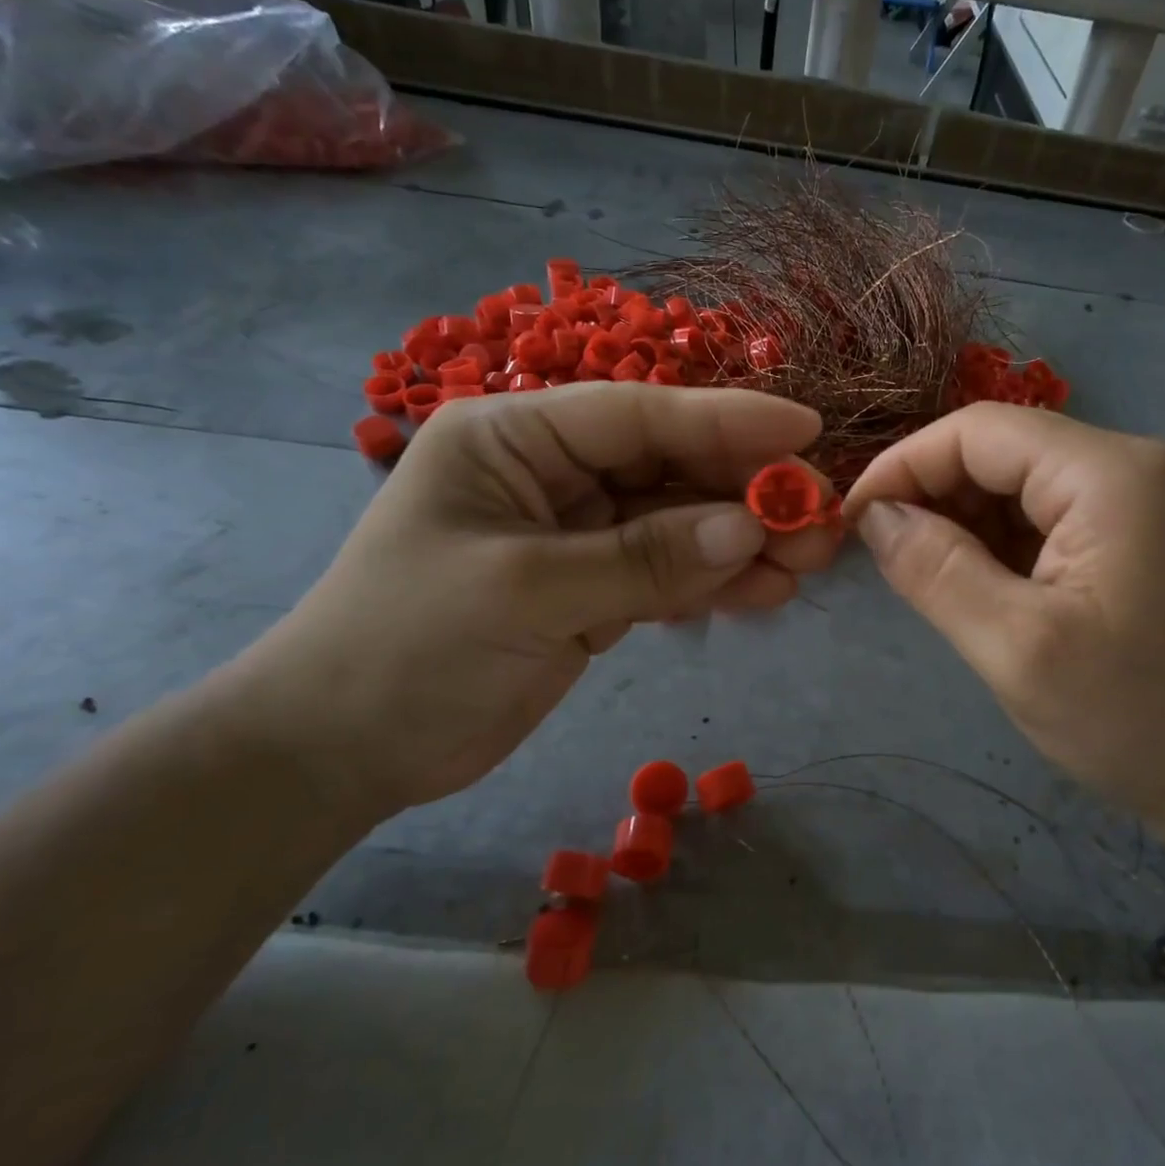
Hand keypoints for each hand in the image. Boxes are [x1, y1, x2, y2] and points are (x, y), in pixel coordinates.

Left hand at [220, 386, 838, 820]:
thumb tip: (749, 528)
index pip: (638, 415)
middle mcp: (552, 474)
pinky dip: (713, 582)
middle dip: (747, 491)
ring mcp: (576, 533)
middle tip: (821, 517)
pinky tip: (764, 594)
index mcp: (516, 438)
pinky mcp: (592, 588)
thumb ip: (643, 559)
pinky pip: (667, 572)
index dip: (727, 420)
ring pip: (678, 524)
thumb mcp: (525, 593)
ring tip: (808, 565)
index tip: (805, 428)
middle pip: (670, 468)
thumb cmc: (408, 648)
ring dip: (742, 542)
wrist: (343, 750)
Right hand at [843, 403, 1164, 844]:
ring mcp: (1153, 493)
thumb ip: (934, 568)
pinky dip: (1007, 539)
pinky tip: (986, 584)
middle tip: (889, 556)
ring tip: (933, 577)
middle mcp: (1142, 462)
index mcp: (1115, 475)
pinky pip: (1055, 511)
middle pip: (1006, 450)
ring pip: (1026, 480)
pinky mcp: (1151, 527)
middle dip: (936, 495)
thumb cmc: (1133, 721)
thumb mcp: (1014, 647)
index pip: (981, 431)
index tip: (854, 519)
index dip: (905, 465)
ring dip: (968, 520)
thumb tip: (875, 515)